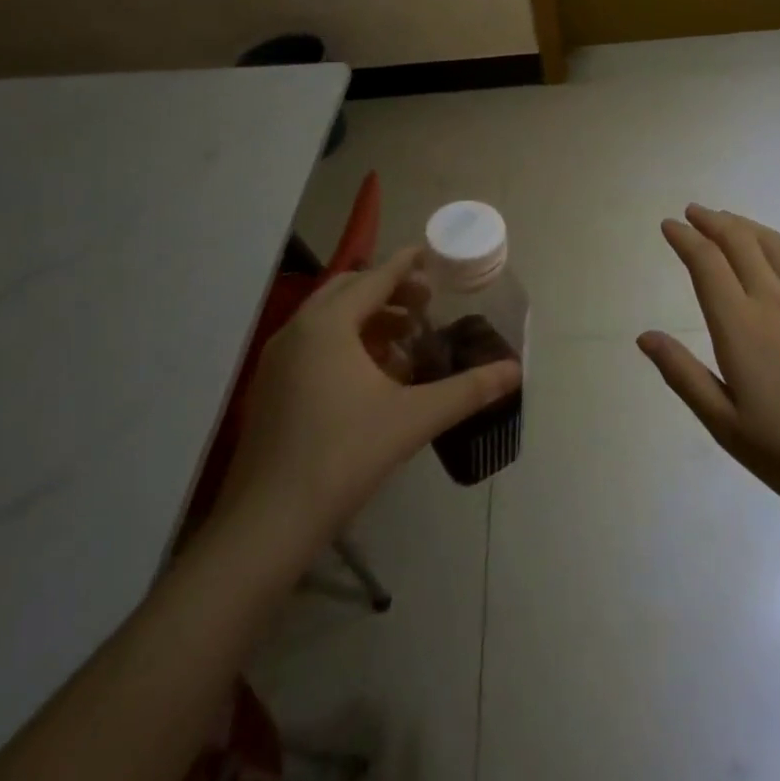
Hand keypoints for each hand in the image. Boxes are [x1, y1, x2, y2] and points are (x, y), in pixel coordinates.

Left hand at [218, 247, 520, 546]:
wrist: (265, 527)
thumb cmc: (342, 457)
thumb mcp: (413, 419)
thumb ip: (467, 390)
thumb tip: (514, 371)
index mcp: (328, 325)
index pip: (375, 278)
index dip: (405, 264)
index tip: (430, 254)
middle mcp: (298, 331)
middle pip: (348, 291)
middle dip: (388, 291)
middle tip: (425, 305)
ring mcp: (277, 361)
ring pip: (329, 319)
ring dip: (368, 318)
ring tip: (406, 340)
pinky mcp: (270, 389)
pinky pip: (313, 345)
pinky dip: (346, 343)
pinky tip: (373, 377)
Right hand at [638, 205, 779, 520]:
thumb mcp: (725, 424)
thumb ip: (683, 374)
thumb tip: (645, 336)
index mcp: (740, 324)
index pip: (706, 261)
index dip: (685, 238)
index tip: (670, 225)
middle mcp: (773, 297)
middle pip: (738, 240)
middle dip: (711, 221)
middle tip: (694, 212)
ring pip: (772, 243)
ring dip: (744, 226)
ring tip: (729, 222)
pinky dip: (778, 248)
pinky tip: (777, 256)